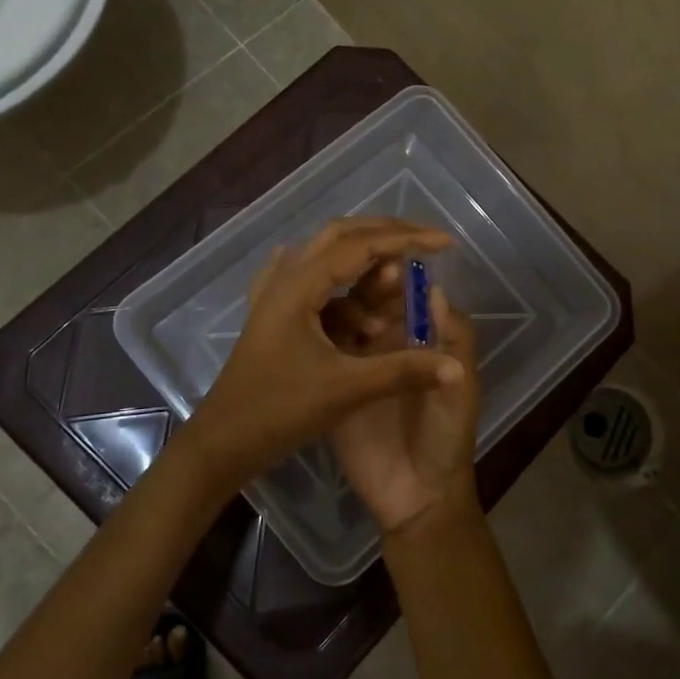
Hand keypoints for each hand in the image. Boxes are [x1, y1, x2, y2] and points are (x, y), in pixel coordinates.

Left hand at [184, 219, 464, 492]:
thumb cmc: (279, 411)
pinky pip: (313, 283)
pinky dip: (341, 281)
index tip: (445, 243)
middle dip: (386, 236)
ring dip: (365, 267)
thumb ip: (403, 372)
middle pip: (341, 237)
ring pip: (326, 259)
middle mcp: (286, 280)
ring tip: (395, 290)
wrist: (222, 443)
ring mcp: (275, 297)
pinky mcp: (274, 317)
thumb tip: (457, 367)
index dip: (406, 239)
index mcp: (300, 286)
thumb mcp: (346, 389)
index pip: (361, 245)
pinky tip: (347, 285)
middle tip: (425, 245)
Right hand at [330, 286, 480, 535]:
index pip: (406, 297)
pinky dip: (319, 338)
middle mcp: (387, 345)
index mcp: (420, 341)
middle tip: (355, 284)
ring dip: (344, 311)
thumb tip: (434, 287)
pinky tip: (311, 329)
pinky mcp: (334, 386)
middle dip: (366, 289)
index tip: (387, 262)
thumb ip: (453, 339)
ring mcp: (358, 364)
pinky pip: (324, 355)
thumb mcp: (461, 385)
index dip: (398, 279)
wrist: (416, 495)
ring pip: (345, 322)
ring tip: (344, 315)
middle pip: (372, 303)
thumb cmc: (446, 436)